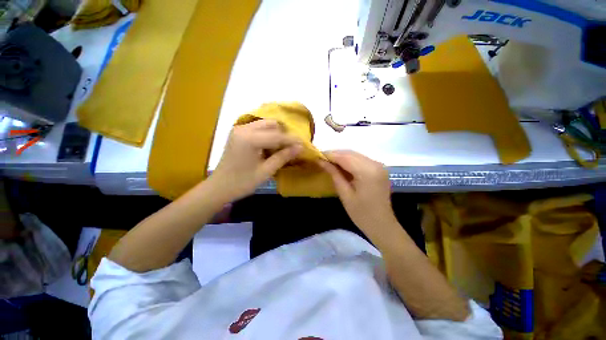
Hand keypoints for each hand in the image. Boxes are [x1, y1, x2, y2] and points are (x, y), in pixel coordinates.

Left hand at [209, 119, 301, 200]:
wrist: (219, 187)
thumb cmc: (242, 183)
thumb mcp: (266, 171)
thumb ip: (283, 157)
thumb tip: (300, 147)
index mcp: (249, 139)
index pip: (277, 136)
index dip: (292, 140)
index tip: (304, 144)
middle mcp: (243, 129)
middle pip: (272, 125)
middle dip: (284, 135)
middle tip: (291, 148)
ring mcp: (239, 129)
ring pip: (265, 125)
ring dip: (276, 135)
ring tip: (281, 149)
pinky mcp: (238, 133)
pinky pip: (258, 129)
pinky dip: (268, 136)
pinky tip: (270, 147)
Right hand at [318, 151, 396, 234]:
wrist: (382, 225)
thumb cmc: (361, 214)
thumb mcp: (344, 194)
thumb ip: (334, 174)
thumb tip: (321, 161)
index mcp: (367, 172)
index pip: (345, 157)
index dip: (330, 155)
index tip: (317, 156)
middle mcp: (375, 164)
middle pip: (351, 153)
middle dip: (335, 155)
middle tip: (321, 159)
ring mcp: (379, 165)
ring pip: (355, 155)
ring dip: (341, 157)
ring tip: (328, 162)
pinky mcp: (379, 168)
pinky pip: (361, 160)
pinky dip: (350, 161)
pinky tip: (341, 166)